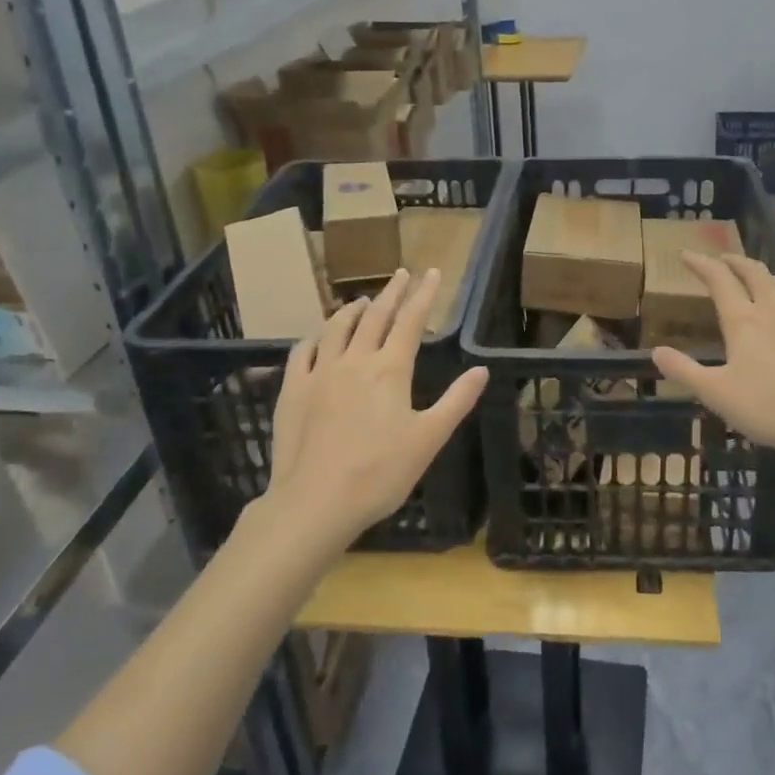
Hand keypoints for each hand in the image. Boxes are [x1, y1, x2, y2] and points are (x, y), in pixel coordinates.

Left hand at [262, 268, 488, 547]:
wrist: (315, 502)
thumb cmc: (380, 473)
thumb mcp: (429, 438)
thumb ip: (457, 401)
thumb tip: (482, 369)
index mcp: (390, 369)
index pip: (410, 320)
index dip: (423, 294)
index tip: (432, 272)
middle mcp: (355, 360)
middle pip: (375, 316)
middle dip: (392, 291)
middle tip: (402, 273)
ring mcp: (320, 372)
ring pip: (337, 327)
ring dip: (353, 309)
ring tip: (362, 300)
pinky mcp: (293, 389)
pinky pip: (303, 351)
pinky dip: (316, 337)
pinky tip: (319, 337)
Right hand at [651, 252, 774, 468]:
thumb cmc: (768, 406)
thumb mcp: (715, 393)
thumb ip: (684, 371)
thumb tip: (657, 351)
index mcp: (744, 320)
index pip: (719, 280)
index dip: (701, 263)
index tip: (687, 254)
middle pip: (755, 273)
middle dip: (736, 261)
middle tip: (724, 259)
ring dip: (769, 277)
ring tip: (762, 280)